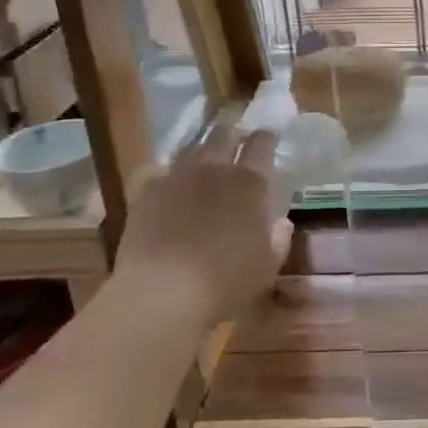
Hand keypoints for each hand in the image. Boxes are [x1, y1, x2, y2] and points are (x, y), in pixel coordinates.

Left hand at [114, 124, 289, 324]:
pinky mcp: (146, 192)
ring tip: (203, 163)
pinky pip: (160, 173)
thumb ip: (278, 240)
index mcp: (249, 184)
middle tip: (235, 143)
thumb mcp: (266, 268)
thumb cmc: (225, 283)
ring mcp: (177, 177)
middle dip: (231, 135)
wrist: (160, 293)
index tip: (268, 139)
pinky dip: (169, 177)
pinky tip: (170, 190)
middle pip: (223, 135)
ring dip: (201, 151)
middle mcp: (214, 170)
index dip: (266, 139)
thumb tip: (282, 223)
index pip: (262, 145)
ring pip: (191, 148)